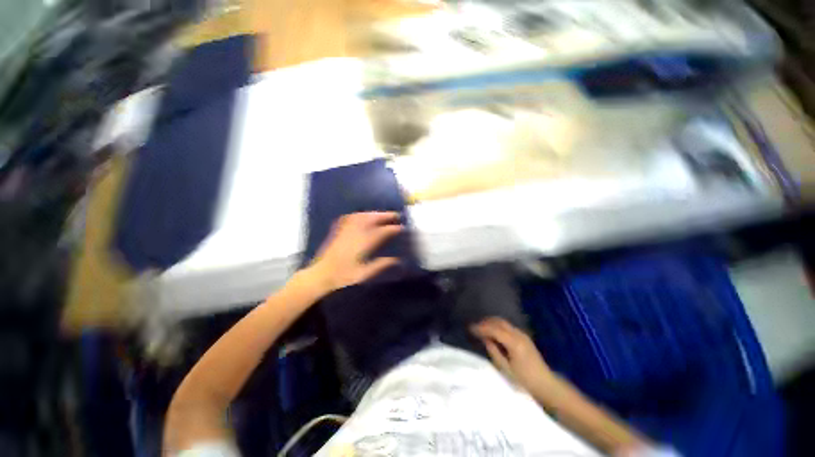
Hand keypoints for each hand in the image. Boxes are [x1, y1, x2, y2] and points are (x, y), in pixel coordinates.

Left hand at [308, 212, 402, 292]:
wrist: (321, 275)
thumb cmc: (344, 276)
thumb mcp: (365, 273)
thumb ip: (381, 264)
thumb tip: (397, 260)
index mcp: (364, 243)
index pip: (383, 231)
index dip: (394, 228)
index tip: (402, 227)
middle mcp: (356, 232)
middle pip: (373, 218)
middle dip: (386, 215)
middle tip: (396, 215)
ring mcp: (346, 229)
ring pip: (363, 215)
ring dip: (375, 213)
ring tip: (383, 215)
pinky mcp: (339, 230)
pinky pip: (351, 217)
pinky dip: (361, 214)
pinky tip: (364, 215)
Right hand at [471, 317, 554, 391]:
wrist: (546, 385)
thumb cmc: (525, 381)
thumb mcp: (506, 369)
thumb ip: (494, 351)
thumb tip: (484, 339)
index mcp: (514, 343)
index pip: (494, 329)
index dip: (481, 328)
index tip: (470, 328)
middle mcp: (519, 334)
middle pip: (499, 322)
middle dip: (485, 322)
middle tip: (474, 327)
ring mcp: (522, 335)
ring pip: (503, 322)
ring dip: (491, 323)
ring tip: (481, 329)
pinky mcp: (524, 337)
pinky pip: (507, 327)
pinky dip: (498, 326)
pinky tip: (492, 332)